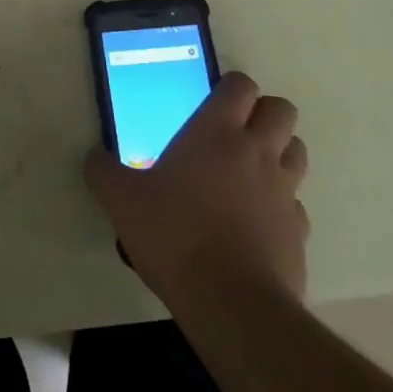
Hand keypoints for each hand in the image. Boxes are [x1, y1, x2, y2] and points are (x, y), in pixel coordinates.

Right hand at [83, 72, 308, 303]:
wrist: (232, 306)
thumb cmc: (174, 236)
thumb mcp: (121, 200)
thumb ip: (102, 171)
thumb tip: (94, 157)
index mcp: (216, 133)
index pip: (241, 85)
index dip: (230, 87)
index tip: (211, 102)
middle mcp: (257, 152)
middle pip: (281, 110)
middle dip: (263, 113)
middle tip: (234, 132)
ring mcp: (284, 192)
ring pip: (297, 151)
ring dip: (278, 153)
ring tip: (248, 172)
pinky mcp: (299, 232)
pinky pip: (296, 205)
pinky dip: (281, 206)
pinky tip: (255, 223)